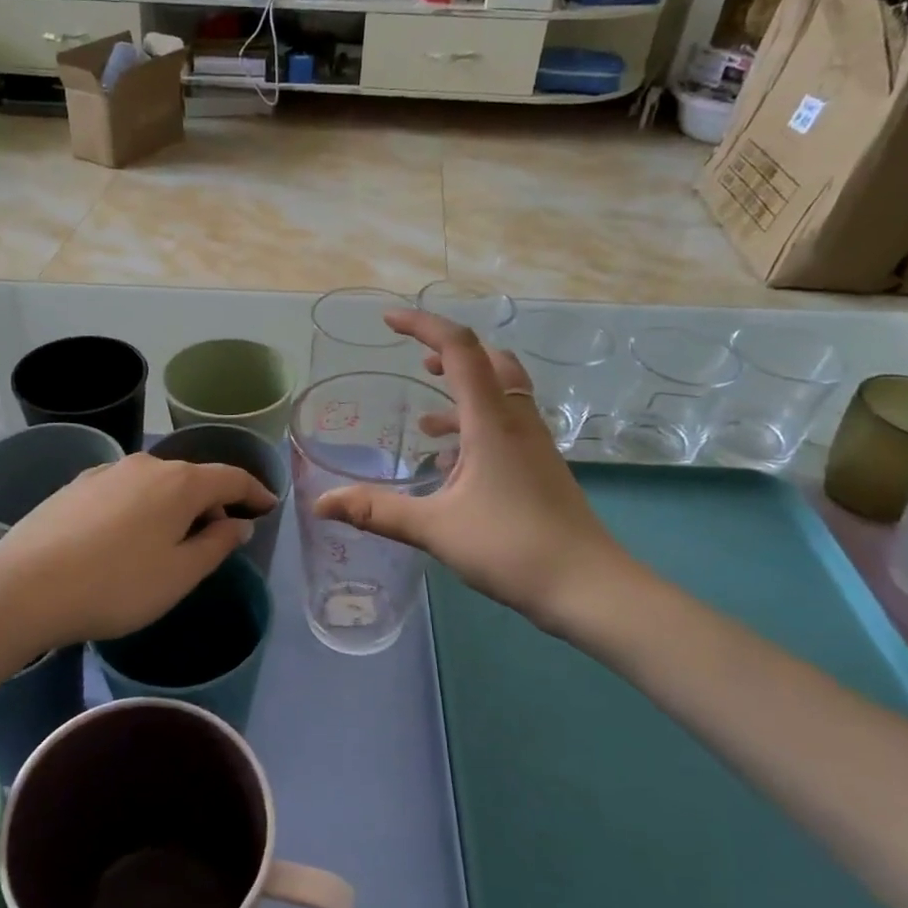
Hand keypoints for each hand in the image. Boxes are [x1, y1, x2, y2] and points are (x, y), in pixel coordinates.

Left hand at [0, 453, 275, 650]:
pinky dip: (142, 506)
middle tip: (220, 536)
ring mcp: (107, 471)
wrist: (25, 586)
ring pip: (156, 483)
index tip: (270, 505)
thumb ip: (217, 545)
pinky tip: (128, 535)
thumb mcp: (180, 574)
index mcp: (180, 483)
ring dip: (175, 505)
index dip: (255, 491)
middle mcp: (146, 465)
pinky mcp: (77, 485)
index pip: (231, 478)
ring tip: (172, 539)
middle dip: (213, 502)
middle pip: (193, 478)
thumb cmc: (117, 585)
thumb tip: (239, 523)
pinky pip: (125, 490)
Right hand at [313, 310, 648, 641]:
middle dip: (451, 354)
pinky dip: (477, 427)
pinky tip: (453, 465)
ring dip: (464, 392)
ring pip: (502, 394)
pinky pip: (507, 426)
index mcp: (491, 421)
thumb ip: (376, 512)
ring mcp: (535, 445)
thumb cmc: (510, 547)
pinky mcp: (541, 468)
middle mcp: (517, 421)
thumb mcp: (434, 528)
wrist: (587, 586)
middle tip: (417, 364)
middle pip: (490, 361)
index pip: (459, 350)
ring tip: (426, 421)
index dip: (423, 325)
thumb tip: (320, 504)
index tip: (388, 321)